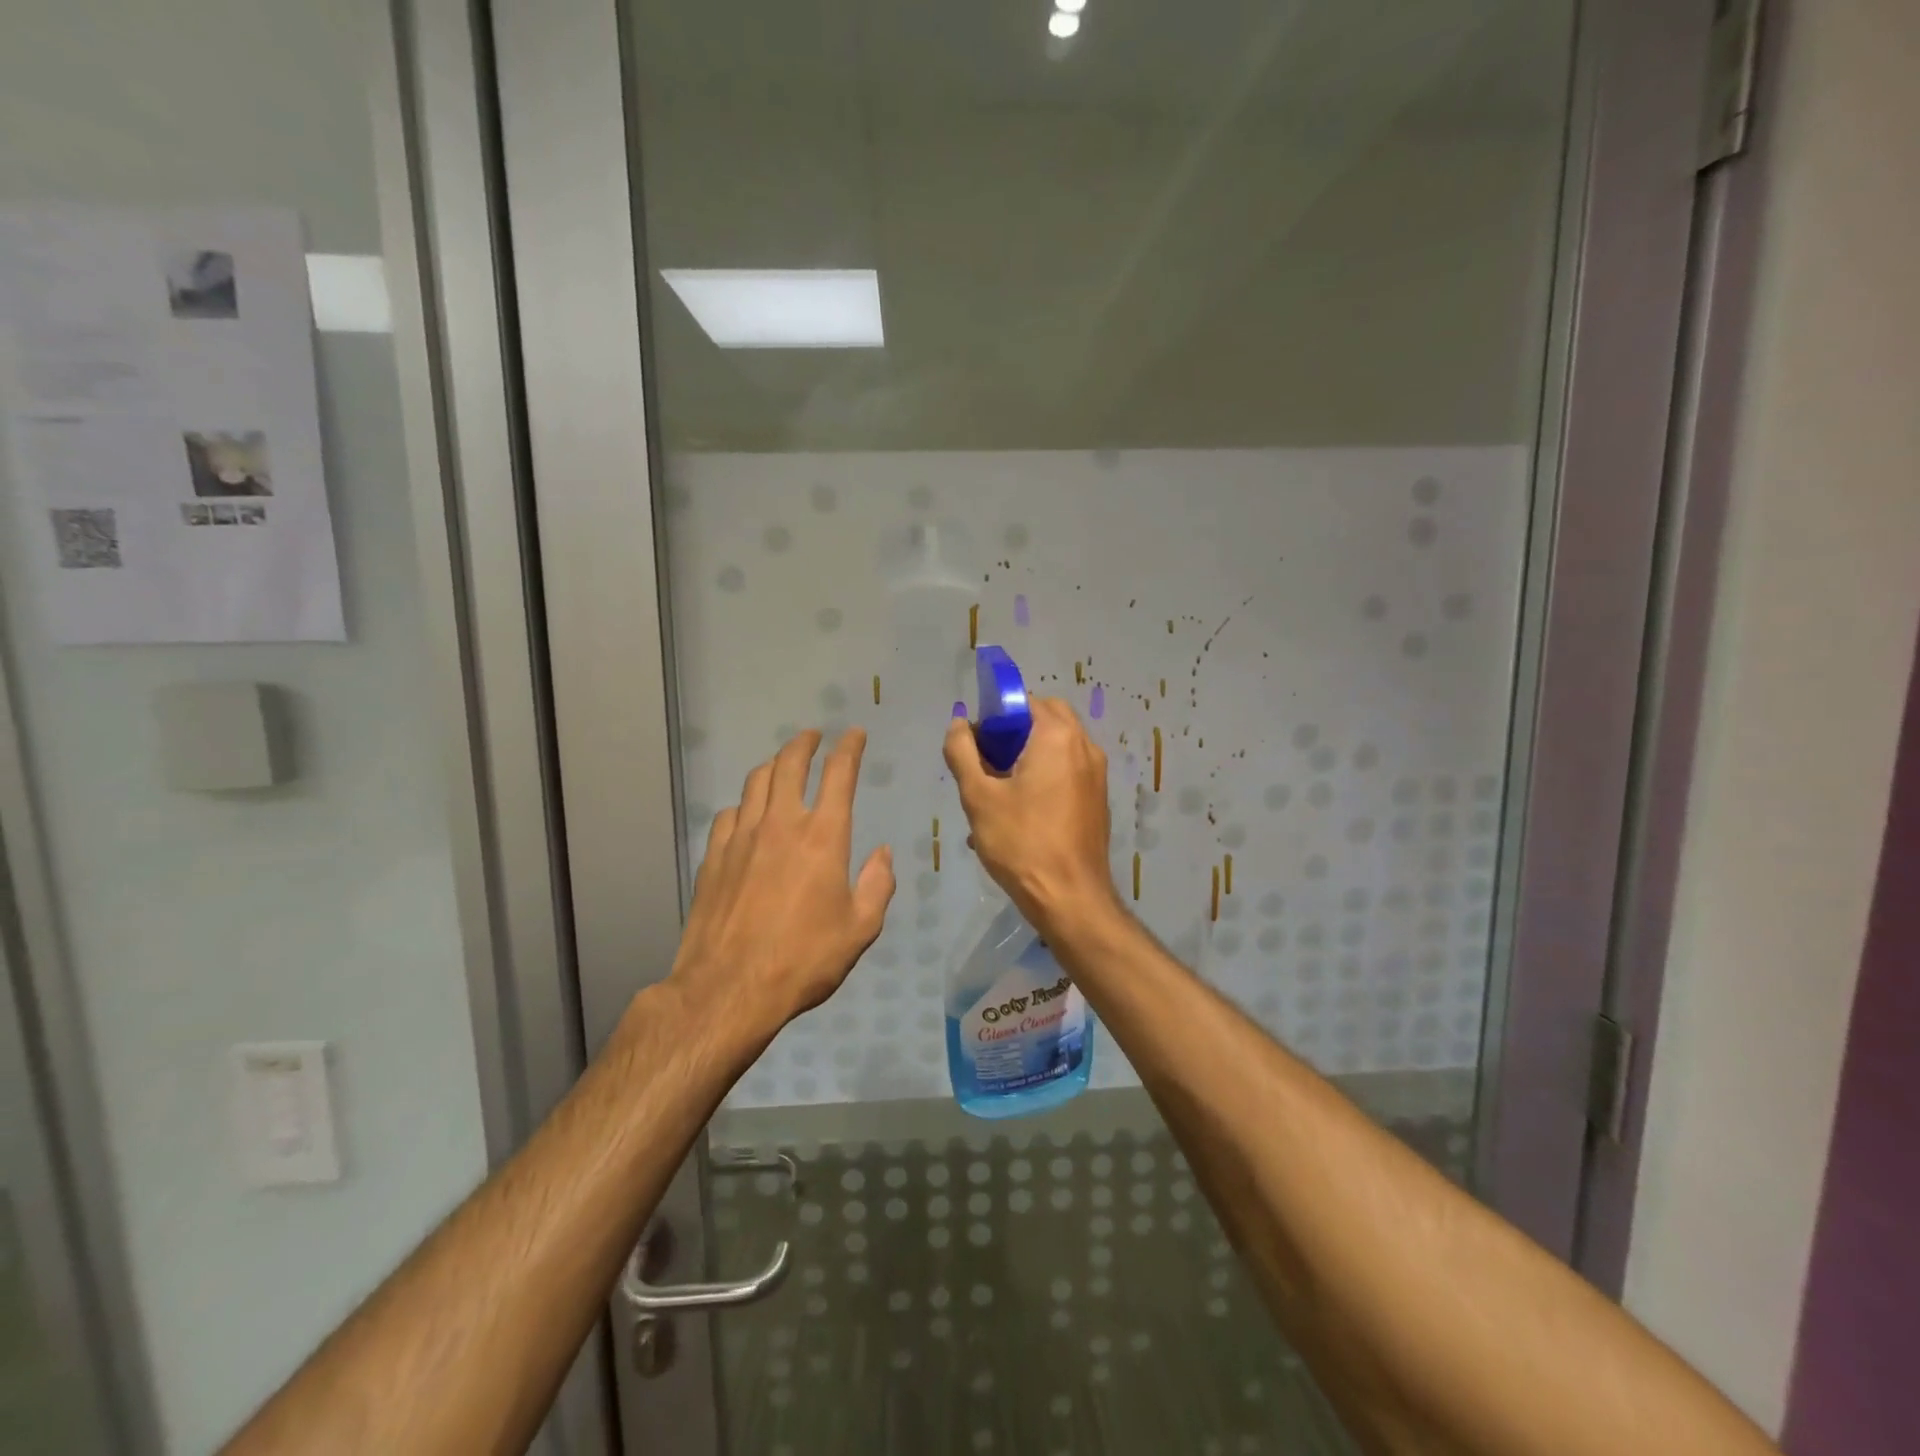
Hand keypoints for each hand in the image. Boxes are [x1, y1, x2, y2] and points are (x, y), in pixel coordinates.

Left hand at [668, 729, 894, 1035]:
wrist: (729, 988)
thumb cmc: (804, 960)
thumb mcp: (860, 930)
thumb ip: (877, 885)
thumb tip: (883, 854)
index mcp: (824, 837)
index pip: (839, 774)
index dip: (849, 748)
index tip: (854, 734)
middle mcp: (782, 824)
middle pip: (789, 764)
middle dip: (804, 743)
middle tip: (813, 735)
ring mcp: (742, 837)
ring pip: (756, 782)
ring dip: (774, 766)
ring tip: (782, 765)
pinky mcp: (714, 856)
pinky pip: (729, 813)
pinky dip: (745, 804)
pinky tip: (747, 814)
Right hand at [944, 697, 1121, 933]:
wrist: (1070, 898)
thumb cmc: (1022, 843)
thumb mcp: (978, 796)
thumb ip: (962, 752)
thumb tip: (960, 724)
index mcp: (1059, 737)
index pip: (1025, 702)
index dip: (995, 717)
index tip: (976, 746)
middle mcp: (1085, 746)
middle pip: (1045, 720)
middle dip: (1013, 735)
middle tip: (987, 765)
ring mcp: (1096, 774)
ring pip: (1056, 748)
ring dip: (1026, 758)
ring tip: (998, 793)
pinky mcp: (1097, 799)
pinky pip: (1066, 772)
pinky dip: (1043, 777)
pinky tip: (1019, 813)